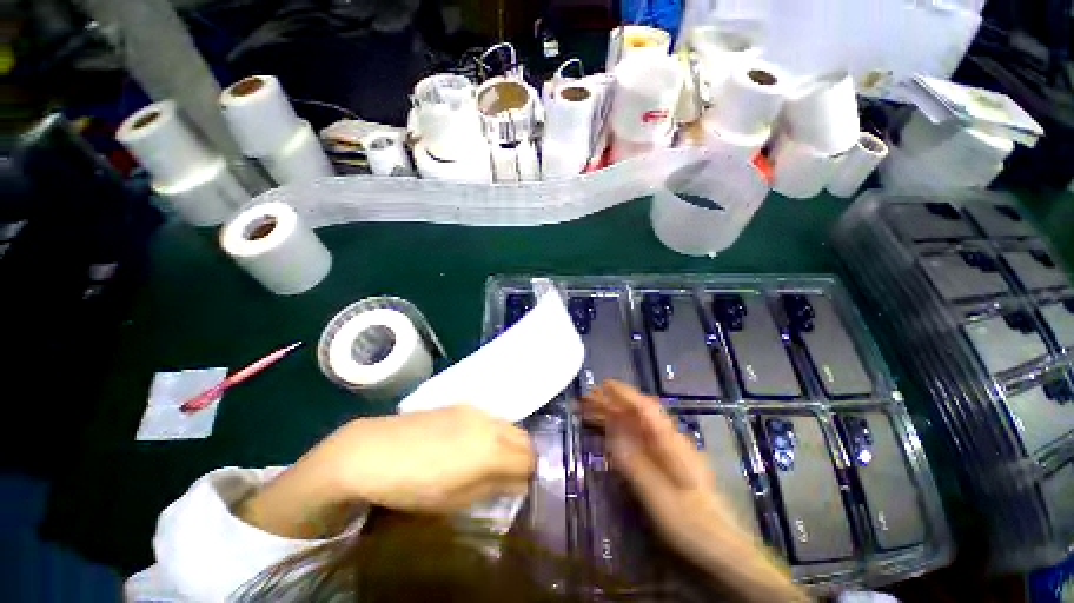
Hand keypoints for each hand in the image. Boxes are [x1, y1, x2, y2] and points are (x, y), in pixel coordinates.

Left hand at [317, 406, 534, 511]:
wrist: (373, 451)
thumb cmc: (413, 485)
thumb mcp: (455, 500)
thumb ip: (493, 488)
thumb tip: (519, 484)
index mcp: (491, 449)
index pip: (529, 459)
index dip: (530, 475)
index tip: (522, 488)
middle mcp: (490, 423)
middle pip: (524, 437)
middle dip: (525, 456)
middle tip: (512, 476)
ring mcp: (475, 410)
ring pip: (507, 425)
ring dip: (509, 443)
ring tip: (492, 461)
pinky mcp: (461, 405)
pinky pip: (490, 419)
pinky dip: (493, 432)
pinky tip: (472, 445)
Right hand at [584, 382, 807, 602]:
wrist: (721, 546)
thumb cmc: (689, 521)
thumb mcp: (657, 494)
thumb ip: (633, 461)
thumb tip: (611, 431)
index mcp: (670, 442)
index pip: (645, 408)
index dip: (624, 394)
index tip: (603, 385)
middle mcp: (670, 440)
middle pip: (638, 414)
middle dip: (613, 403)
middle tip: (587, 400)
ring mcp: (670, 451)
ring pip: (638, 425)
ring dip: (615, 417)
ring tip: (591, 414)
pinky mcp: (667, 463)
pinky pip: (640, 440)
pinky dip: (622, 433)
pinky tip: (610, 435)